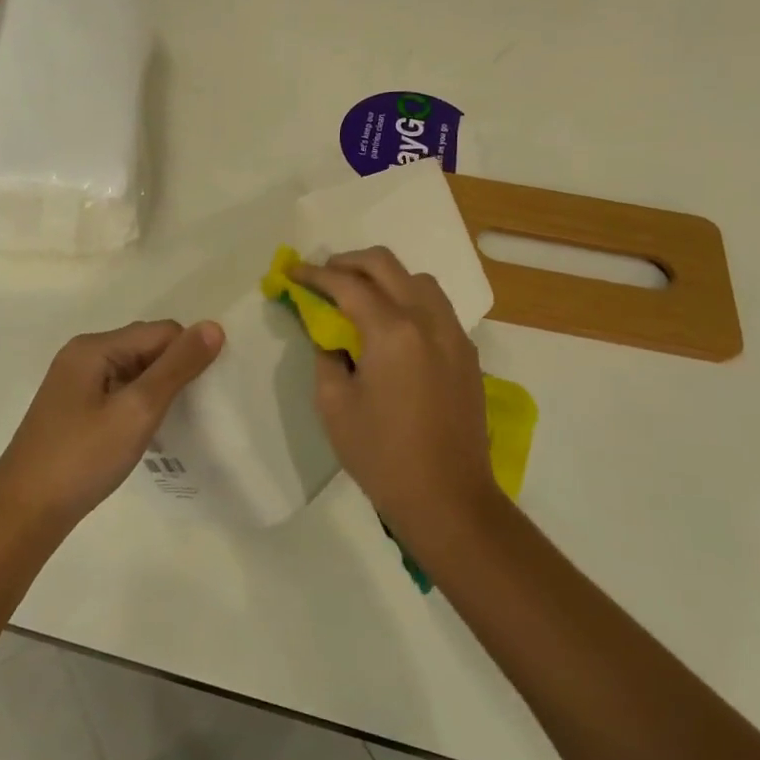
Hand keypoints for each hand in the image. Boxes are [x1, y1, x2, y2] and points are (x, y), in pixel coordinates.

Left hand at [0, 319, 224, 526]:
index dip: (188, 356)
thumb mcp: (137, 410)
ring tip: (171, 424)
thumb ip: (176, 367)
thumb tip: (213, 326)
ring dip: (156, 391)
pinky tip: (145, 433)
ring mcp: (75, 383)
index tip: (206, 393)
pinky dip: (138, 405)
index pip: (161, 332)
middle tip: (192, 411)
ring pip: (134, 371)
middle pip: (146, 347)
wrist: (24, 513)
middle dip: (173, 372)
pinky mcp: (74, 409)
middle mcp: (82, 355)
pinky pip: (118, 392)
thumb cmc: (82, 458)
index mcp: (94, 346)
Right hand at [289, 248, 496, 536]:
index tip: (292, 273)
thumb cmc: (381, 454)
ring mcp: (454, 335)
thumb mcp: (333, 403)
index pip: (347, 284)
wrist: (447, 497)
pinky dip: (409, 299)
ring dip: (384, 277)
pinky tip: (392, 326)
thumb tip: (328, 332)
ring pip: (418, 280)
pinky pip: (436, 307)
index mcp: (393, 331)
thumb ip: (326, 353)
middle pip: (386, 265)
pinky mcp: (467, 353)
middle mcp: (428, 320)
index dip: (314, 275)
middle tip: (323, 276)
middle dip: (348, 262)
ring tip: (358, 296)